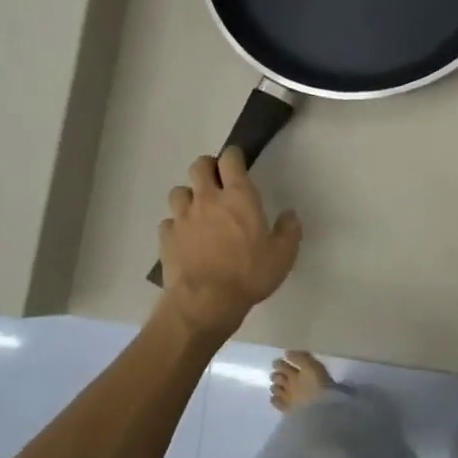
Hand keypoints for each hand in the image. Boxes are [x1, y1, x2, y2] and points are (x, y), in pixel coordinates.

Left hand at [157, 148, 301, 338]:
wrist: (205, 302)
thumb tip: (290, 214)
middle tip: (217, 182)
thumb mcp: (282, 256)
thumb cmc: (248, 275)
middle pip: (199, 166)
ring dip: (188, 196)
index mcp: (238, 197)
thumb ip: (288, 231)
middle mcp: (207, 199)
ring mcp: (183, 217)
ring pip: (178, 191)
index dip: (233, 156)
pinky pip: (168, 222)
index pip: (230, 159)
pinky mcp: (167, 237)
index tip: (237, 161)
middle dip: (207, 168)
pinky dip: (176, 226)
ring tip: (198, 211)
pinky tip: (184, 238)